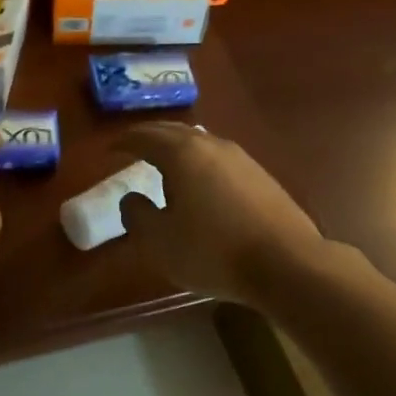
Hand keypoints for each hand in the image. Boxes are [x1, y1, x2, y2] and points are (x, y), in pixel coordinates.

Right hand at [112, 123, 329, 304]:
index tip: (109, 150)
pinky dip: (199, 162)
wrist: (287, 264)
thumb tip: (131, 199)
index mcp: (182, 154)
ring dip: (177, 148)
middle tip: (132, 147)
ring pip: (200, 142)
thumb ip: (137, 216)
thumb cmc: (213, 251)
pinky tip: (200, 182)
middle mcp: (212, 146)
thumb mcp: (159, 242)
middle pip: (174, 132)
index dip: (123, 142)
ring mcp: (241, 159)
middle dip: (150, 137)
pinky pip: (219, 159)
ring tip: (164, 163)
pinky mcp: (261, 176)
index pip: (145, 137)